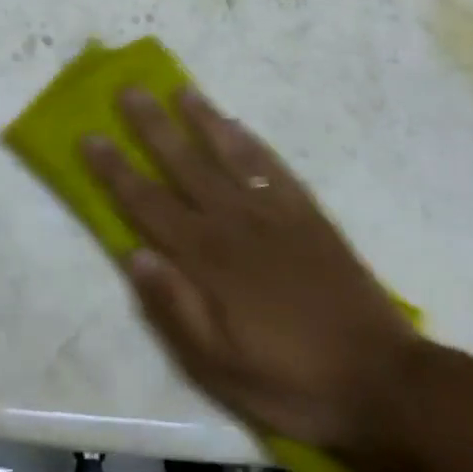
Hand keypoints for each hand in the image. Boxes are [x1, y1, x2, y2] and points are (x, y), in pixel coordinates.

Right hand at [83, 87, 421, 468]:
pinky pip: (273, 166)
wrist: (382, 382)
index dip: (115, 170)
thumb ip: (174, 307)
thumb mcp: (219, 367)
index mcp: (207, 258)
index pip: (148, 204)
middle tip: (128, 90)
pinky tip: (237, 125)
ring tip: (180, 89)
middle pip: (183, 163)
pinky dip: (251, 141)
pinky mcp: (309, 214)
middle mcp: (235, 221)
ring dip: (201, 119)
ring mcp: (275, 212)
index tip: (90, 136)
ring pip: (229, 153)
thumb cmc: (290, 381)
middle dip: (151, 126)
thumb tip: (133, 254)